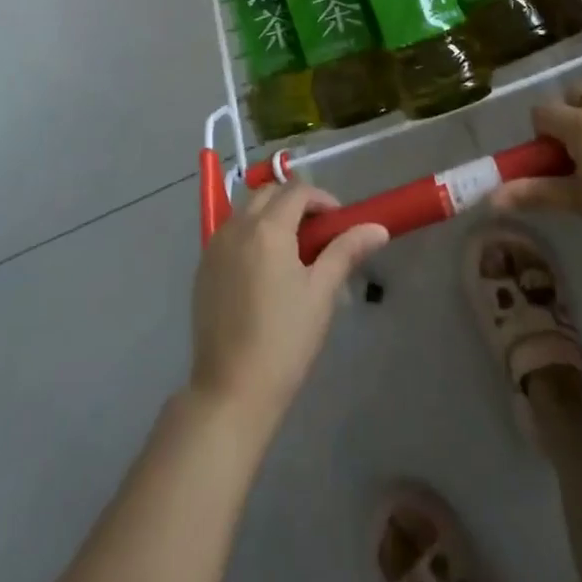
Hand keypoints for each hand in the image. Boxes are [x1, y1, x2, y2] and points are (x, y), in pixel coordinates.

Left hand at [189, 182, 388, 435]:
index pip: (297, 191)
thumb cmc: (284, 340)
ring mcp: (215, 245)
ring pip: (246, 210)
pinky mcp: (203, 267)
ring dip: (270, 215)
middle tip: (318, 233)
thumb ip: (346, 251)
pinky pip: (230, 232)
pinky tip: (264, 268)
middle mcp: (237, 226)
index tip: (339, 222)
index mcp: (267, 228)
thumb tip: (377, 228)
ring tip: (293, 250)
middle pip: (268, 193)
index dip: (322, 199)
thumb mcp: (321, 293)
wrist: (231, 389)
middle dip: (295, 202)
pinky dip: (250, 233)